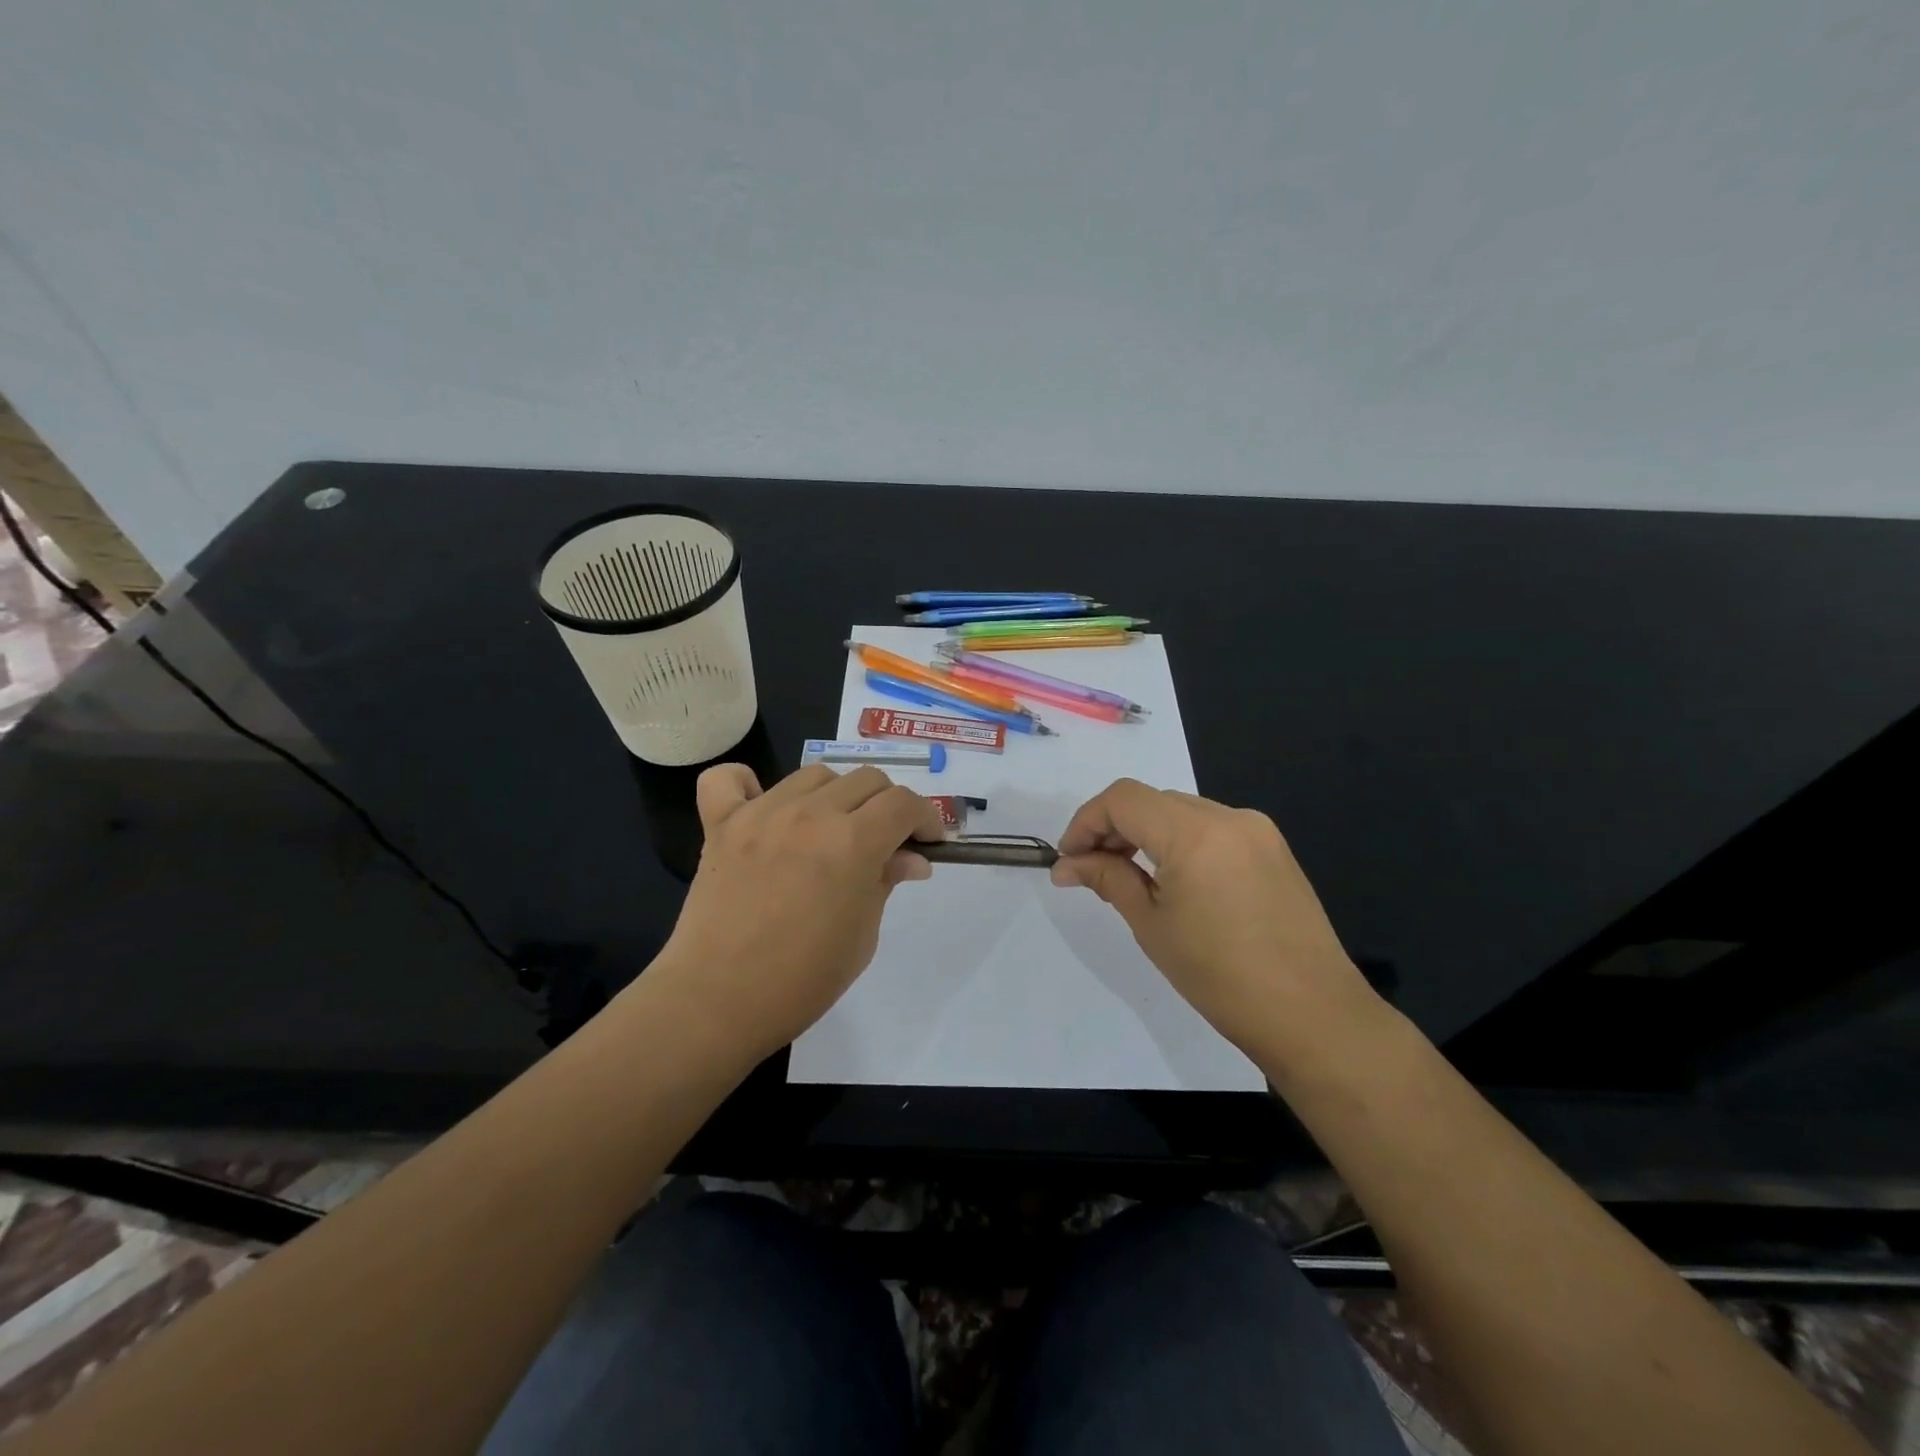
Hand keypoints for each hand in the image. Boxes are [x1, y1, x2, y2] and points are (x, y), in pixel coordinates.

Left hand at [646, 763, 942, 1065]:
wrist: (719, 1001)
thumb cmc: (803, 979)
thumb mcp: (863, 934)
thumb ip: (886, 881)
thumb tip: (911, 858)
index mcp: (853, 842)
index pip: (904, 803)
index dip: (925, 818)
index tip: (927, 843)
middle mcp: (810, 814)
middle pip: (866, 780)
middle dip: (887, 806)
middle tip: (884, 842)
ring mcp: (761, 813)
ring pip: (814, 775)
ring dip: (835, 796)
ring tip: (830, 830)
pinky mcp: (721, 824)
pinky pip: (729, 779)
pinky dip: (748, 784)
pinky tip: (762, 809)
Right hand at [1051, 779, 1383, 1076]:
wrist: (1313, 1016)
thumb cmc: (1220, 976)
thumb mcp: (1152, 925)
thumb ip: (1108, 879)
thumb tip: (1067, 865)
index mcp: (1194, 833)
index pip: (1123, 799)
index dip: (1086, 822)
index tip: (1069, 859)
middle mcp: (1228, 816)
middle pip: (1152, 801)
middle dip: (1115, 828)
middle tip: (1092, 871)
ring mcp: (1257, 830)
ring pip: (1182, 811)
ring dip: (1147, 834)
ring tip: (1130, 878)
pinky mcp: (1274, 848)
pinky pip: (1212, 828)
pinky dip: (1181, 841)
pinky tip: (1175, 880)